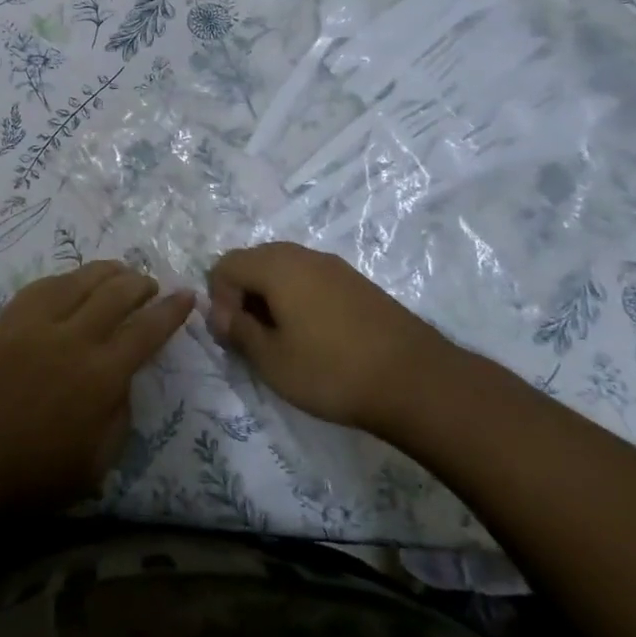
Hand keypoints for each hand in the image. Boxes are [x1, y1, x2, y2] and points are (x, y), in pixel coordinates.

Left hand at [0, 261, 192, 515]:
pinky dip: (65, 279)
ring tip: (118, 271)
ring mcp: (36, 324)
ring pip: (78, 280)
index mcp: (101, 376)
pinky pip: (41, 287)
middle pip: (115, 294)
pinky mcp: (7, 321)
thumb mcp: (98, 462)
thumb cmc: (36, 476)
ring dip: (105, 272)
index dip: (171, 310)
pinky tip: (71, 281)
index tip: (186, 294)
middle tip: (150, 284)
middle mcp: (73, 339)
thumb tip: (123, 378)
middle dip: (140, 284)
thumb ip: (120, 414)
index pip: (146, 331)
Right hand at [207, 242, 448, 434]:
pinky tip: (314, 337)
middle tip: (251, 338)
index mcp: (276, 266)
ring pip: (284, 270)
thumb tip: (221, 314)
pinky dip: (299, 300)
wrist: (417, 380)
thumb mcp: (272, 360)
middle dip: (243, 295)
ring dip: (271, 298)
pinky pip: (311, 280)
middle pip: (254, 261)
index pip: (226, 265)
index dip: (218, 298)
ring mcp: (334, 267)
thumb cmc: (332, 370)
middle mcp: (303, 255)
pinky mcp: (357, 283)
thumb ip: (238, 331)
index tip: (233, 335)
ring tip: (281, 340)